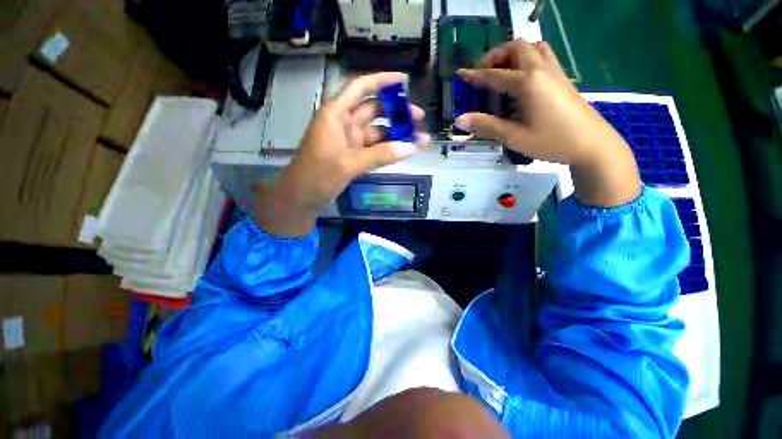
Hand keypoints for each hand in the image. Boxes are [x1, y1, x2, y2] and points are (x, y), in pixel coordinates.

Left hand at [255, 72, 428, 236]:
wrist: (304, 197)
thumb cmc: (318, 174)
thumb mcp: (348, 163)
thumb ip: (380, 155)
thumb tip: (411, 148)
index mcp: (336, 114)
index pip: (360, 88)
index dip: (381, 81)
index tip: (404, 80)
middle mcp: (344, 123)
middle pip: (374, 110)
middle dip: (396, 112)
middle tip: (419, 117)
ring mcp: (350, 141)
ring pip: (378, 132)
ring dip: (397, 134)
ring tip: (420, 138)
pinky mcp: (355, 156)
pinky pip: (376, 149)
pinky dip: (389, 150)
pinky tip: (405, 150)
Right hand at [455, 40, 640, 206]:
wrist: (591, 143)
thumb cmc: (551, 141)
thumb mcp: (514, 137)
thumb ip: (486, 126)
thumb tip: (459, 120)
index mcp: (528, 83)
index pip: (494, 75)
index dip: (474, 75)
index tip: (460, 74)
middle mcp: (541, 69)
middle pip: (516, 47)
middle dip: (495, 56)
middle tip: (484, 73)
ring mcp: (555, 71)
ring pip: (532, 47)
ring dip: (513, 54)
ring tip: (502, 72)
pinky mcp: (562, 77)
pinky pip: (543, 55)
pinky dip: (527, 57)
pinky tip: (522, 77)